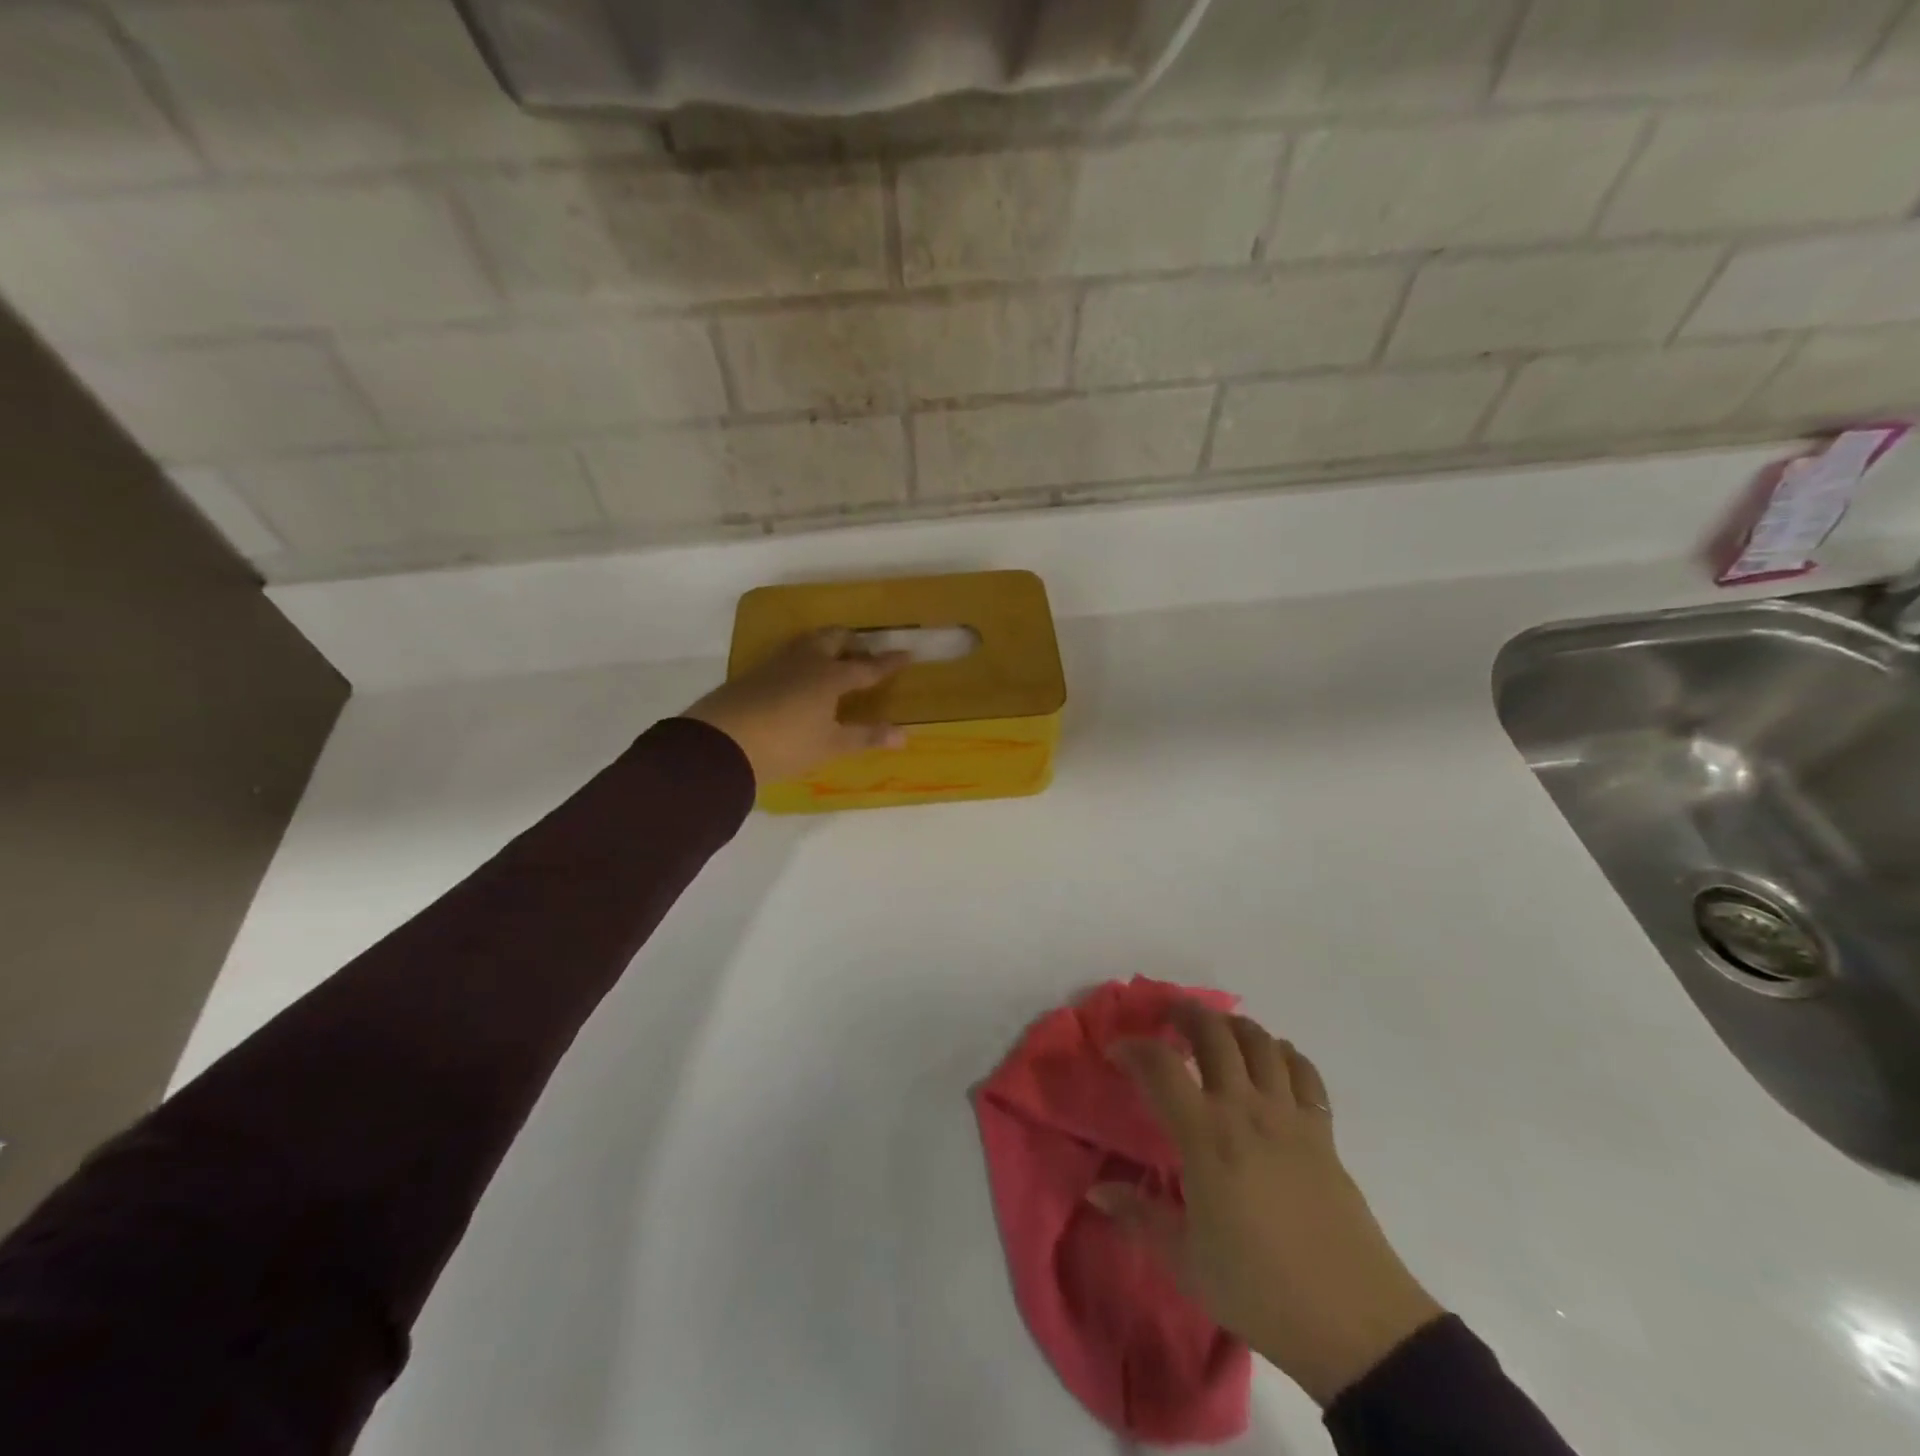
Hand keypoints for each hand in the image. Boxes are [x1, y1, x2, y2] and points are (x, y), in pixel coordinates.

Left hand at [685, 628, 910, 785]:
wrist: (721, 743)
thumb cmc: (786, 744)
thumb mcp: (830, 745)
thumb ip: (866, 736)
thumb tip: (903, 735)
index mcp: (830, 676)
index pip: (867, 666)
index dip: (888, 662)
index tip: (907, 654)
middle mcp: (806, 662)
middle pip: (834, 639)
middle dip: (853, 643)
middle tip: (864, 654)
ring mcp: (776, 664)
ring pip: (807, 643)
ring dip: (825, 646)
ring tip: (833, 661)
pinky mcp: (753, 674)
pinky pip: (787, 657)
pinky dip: (803, 660)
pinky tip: (799, 678)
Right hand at [1094, 1005, 1442, 1406]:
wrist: (1356, 1325)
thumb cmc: (1259, 1291)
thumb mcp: (1185, 1262)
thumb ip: (1139, 1217)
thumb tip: (1098, 1191)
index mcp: (1205, 1136)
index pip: (1161, 1066)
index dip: (1133, 1048)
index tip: (1116, 1052)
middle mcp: (1246, 1110)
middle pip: (1215, 1034)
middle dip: (1186, 1014)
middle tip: (1168, 1018)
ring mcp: (1289, 1117)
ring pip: (1261, 1042)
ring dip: (1233, 1025)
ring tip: (1217, 1030)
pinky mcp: (1323, 1133)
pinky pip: (1304, 1073)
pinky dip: (1284, 1054)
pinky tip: (1274, 1060)